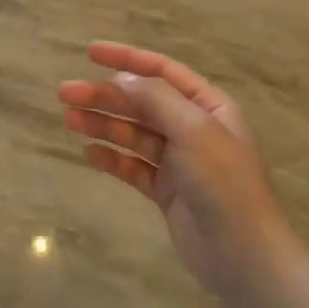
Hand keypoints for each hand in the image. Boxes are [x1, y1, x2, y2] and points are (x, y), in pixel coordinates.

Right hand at [58, 43, 289, 295]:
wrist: (243, 255)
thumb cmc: (224, 183)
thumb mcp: (193, 130)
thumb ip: (155, 100)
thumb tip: (120, 78)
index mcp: (208, 106)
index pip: (162, 71)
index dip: (126, 59)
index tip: (90, 52)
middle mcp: (193, 128)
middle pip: (141, 103)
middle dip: (104, 96)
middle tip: (65, 94)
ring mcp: (179, 161)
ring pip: (133, 134)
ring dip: (102, 124)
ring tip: (69, 120)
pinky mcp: (166, 191)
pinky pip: (133, 167)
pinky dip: (111, 159)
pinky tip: (89, 154)